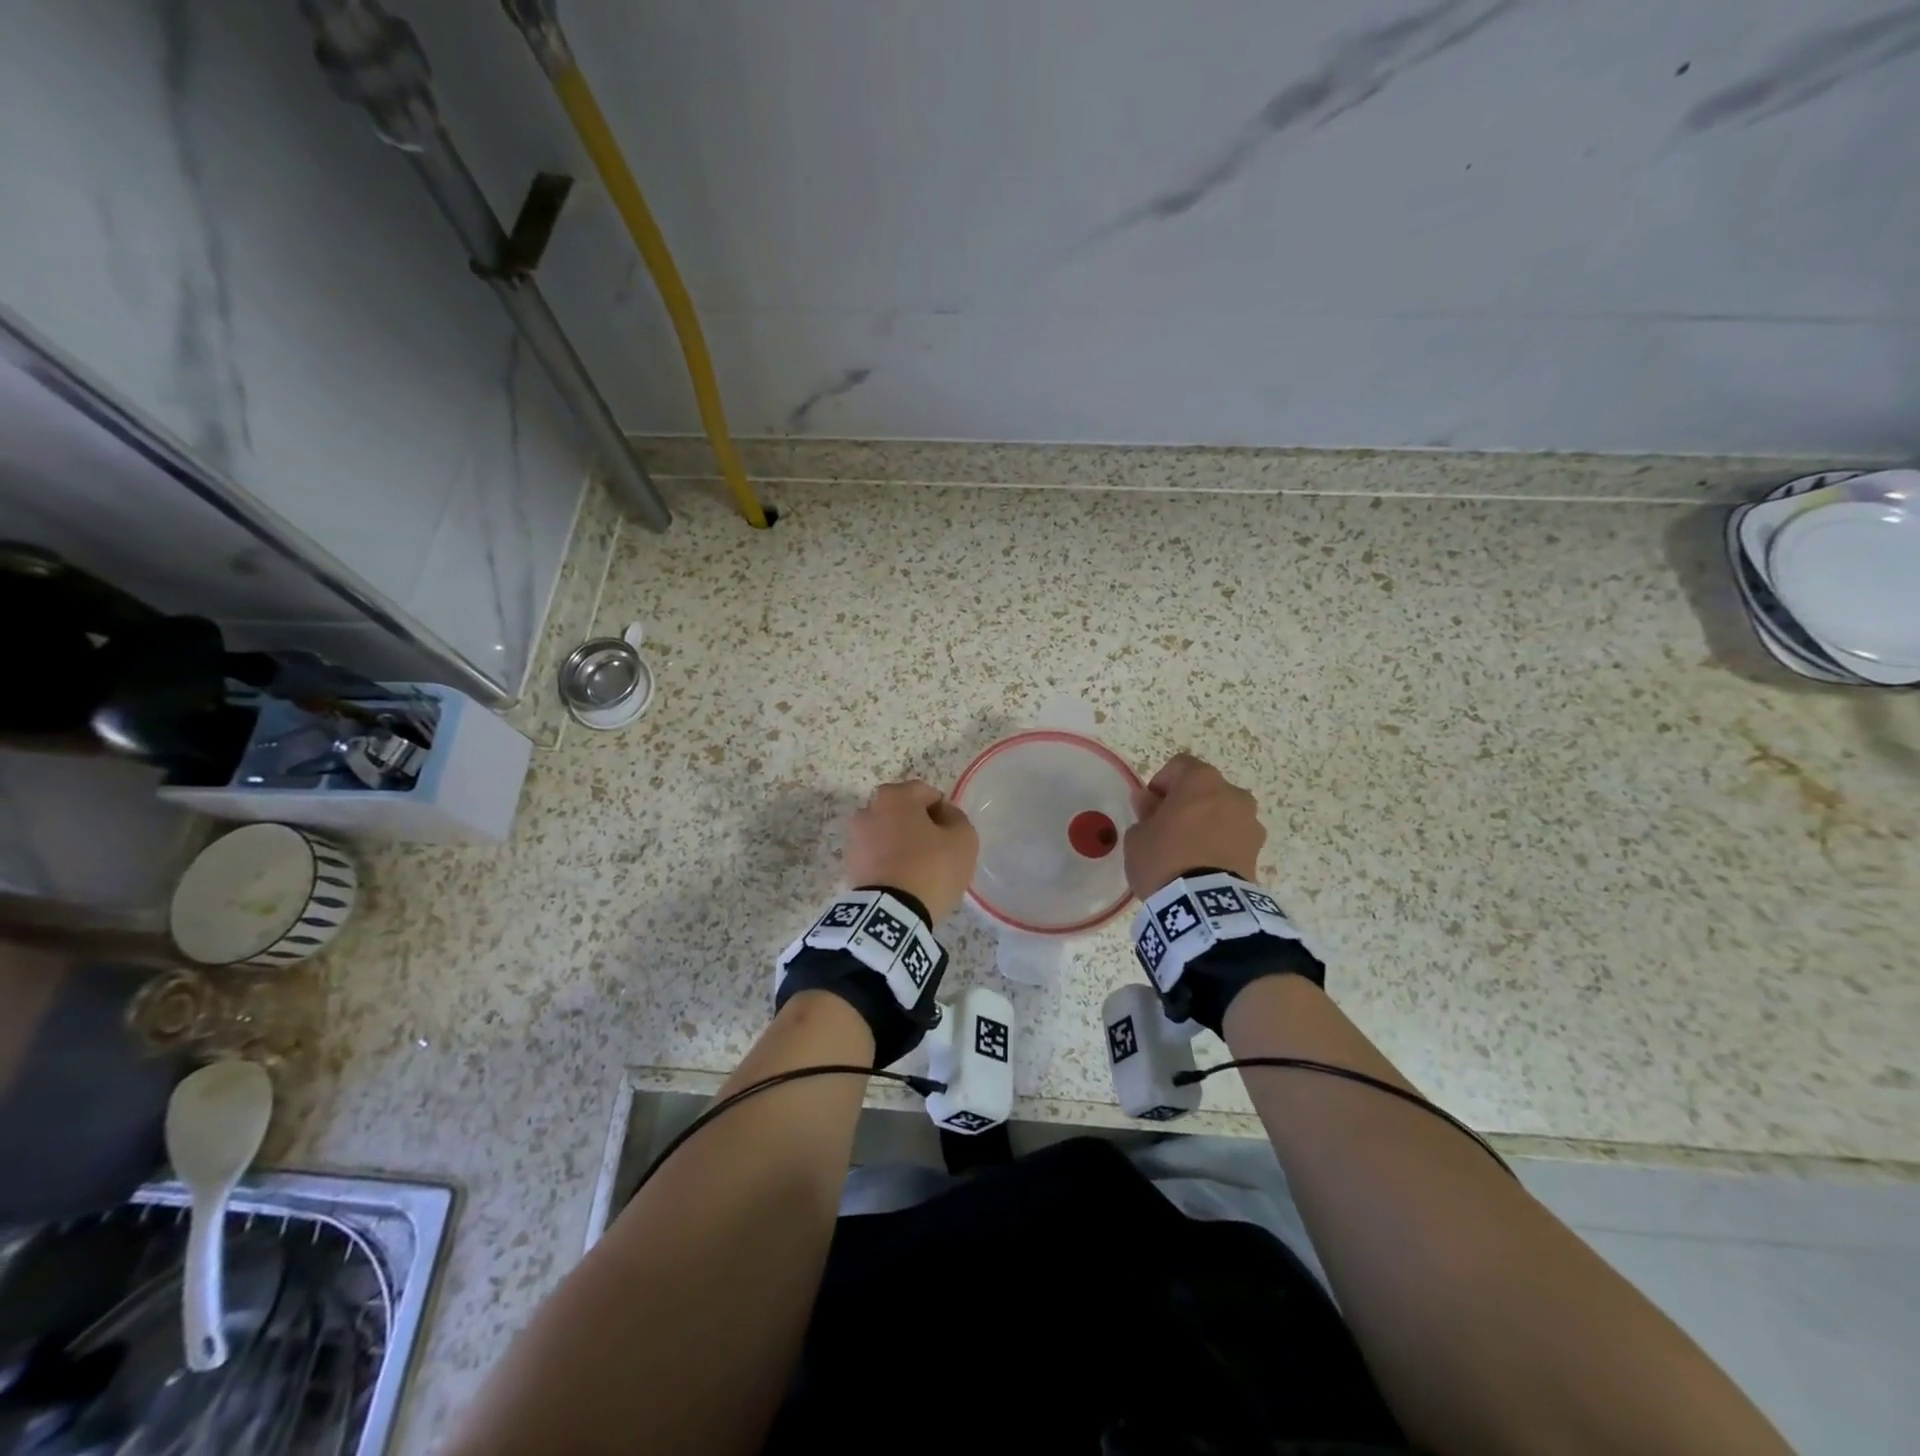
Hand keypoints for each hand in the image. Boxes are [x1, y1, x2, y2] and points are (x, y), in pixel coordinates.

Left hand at [845, 779, 978, 922]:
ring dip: (901, 843)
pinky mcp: (850, 865)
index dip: (944, 812)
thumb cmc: (931, 867)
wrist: (892, 913)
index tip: (952, 835)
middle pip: (903, 812)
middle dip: (919, 826)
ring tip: (919, 869)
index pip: (927, 793)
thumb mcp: (963, 838)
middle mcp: (869, 809)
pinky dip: (888, 861)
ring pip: (887, 833)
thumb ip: (957, 818)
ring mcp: (855, 838)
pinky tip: (903, 881)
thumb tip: (944, 815)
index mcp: (895, 796)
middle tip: (937, 850)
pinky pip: (877, 855)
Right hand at [1124, 753, 1265, 899]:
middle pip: (1205, 790)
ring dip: (1207, 823)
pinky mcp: (1258, 850)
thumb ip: (1145, 812)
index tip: (1149, 806)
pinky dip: (1220, 844)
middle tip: (1167, 829)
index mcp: (1201, 780)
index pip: (1179, 766)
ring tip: (1188, 851)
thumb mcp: (1138, 835)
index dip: (1161, 783)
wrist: (1203, 904)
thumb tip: (1148, 800)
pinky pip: (1234, 838)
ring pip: (1223, 813)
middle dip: (1187, 803)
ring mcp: (1250, 822)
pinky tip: (1203, 865)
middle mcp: (1232, 793)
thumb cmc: (1164, 857)